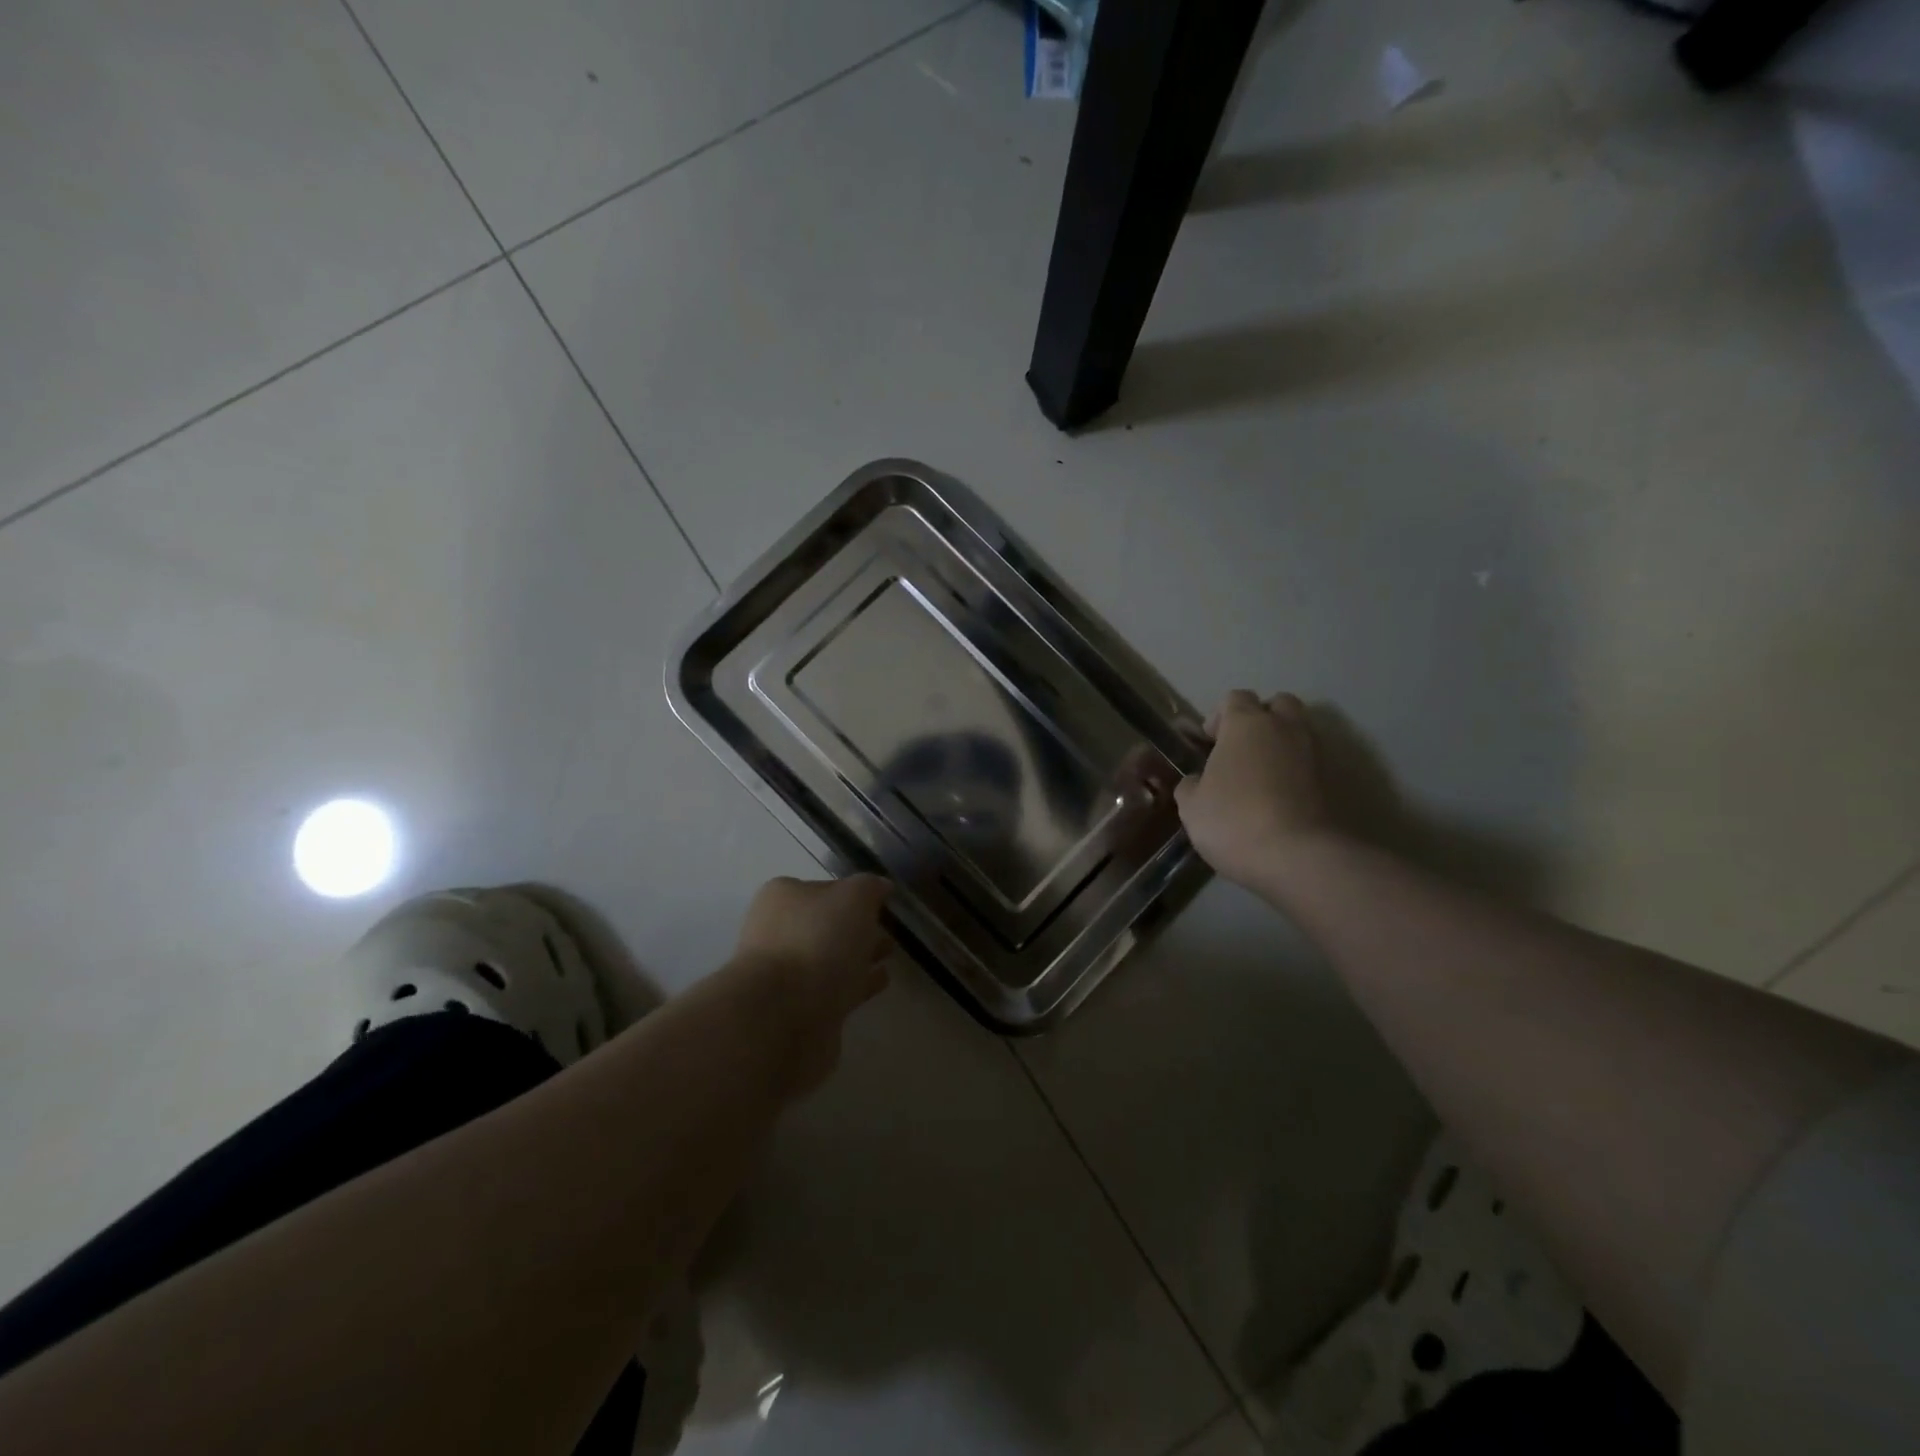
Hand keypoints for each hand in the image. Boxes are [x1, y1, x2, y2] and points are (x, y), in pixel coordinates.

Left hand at [733, 874, 893, 1092]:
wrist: (781, 1016)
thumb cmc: (817, 942)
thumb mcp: (854, 897)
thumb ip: (870, 887)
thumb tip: (880, 887)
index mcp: (783, 898)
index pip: (825, 888)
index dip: (854, 893)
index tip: (882, 903)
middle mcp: (778, 932)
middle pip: (826, 924)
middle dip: (857, 927)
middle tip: (889, 930)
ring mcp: (786, 974)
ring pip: (831, 958)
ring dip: (859, 956)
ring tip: (889, 954)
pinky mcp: (798, 1010)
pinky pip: (835, 989)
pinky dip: (857, 984)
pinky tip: (880, 981)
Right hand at [1174, 691, 1337, 890]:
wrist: (1300, 857)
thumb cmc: (1234, 821)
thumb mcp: (1192, 806)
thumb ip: (1191, 785)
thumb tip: (1198, 781)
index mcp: (1246, 723)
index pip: (1234, 698)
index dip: (1219, 718)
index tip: (1209, 744)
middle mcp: (1285, 727)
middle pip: (1277, 704)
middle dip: (1261, 719)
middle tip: (1243, 750)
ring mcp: (1316, 751)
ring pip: (1299, 732)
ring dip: (1282, 745)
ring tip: (1263, 777)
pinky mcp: (1336, 780)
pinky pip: (1312, 763)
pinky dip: (1299, 772)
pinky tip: (1283, 798)